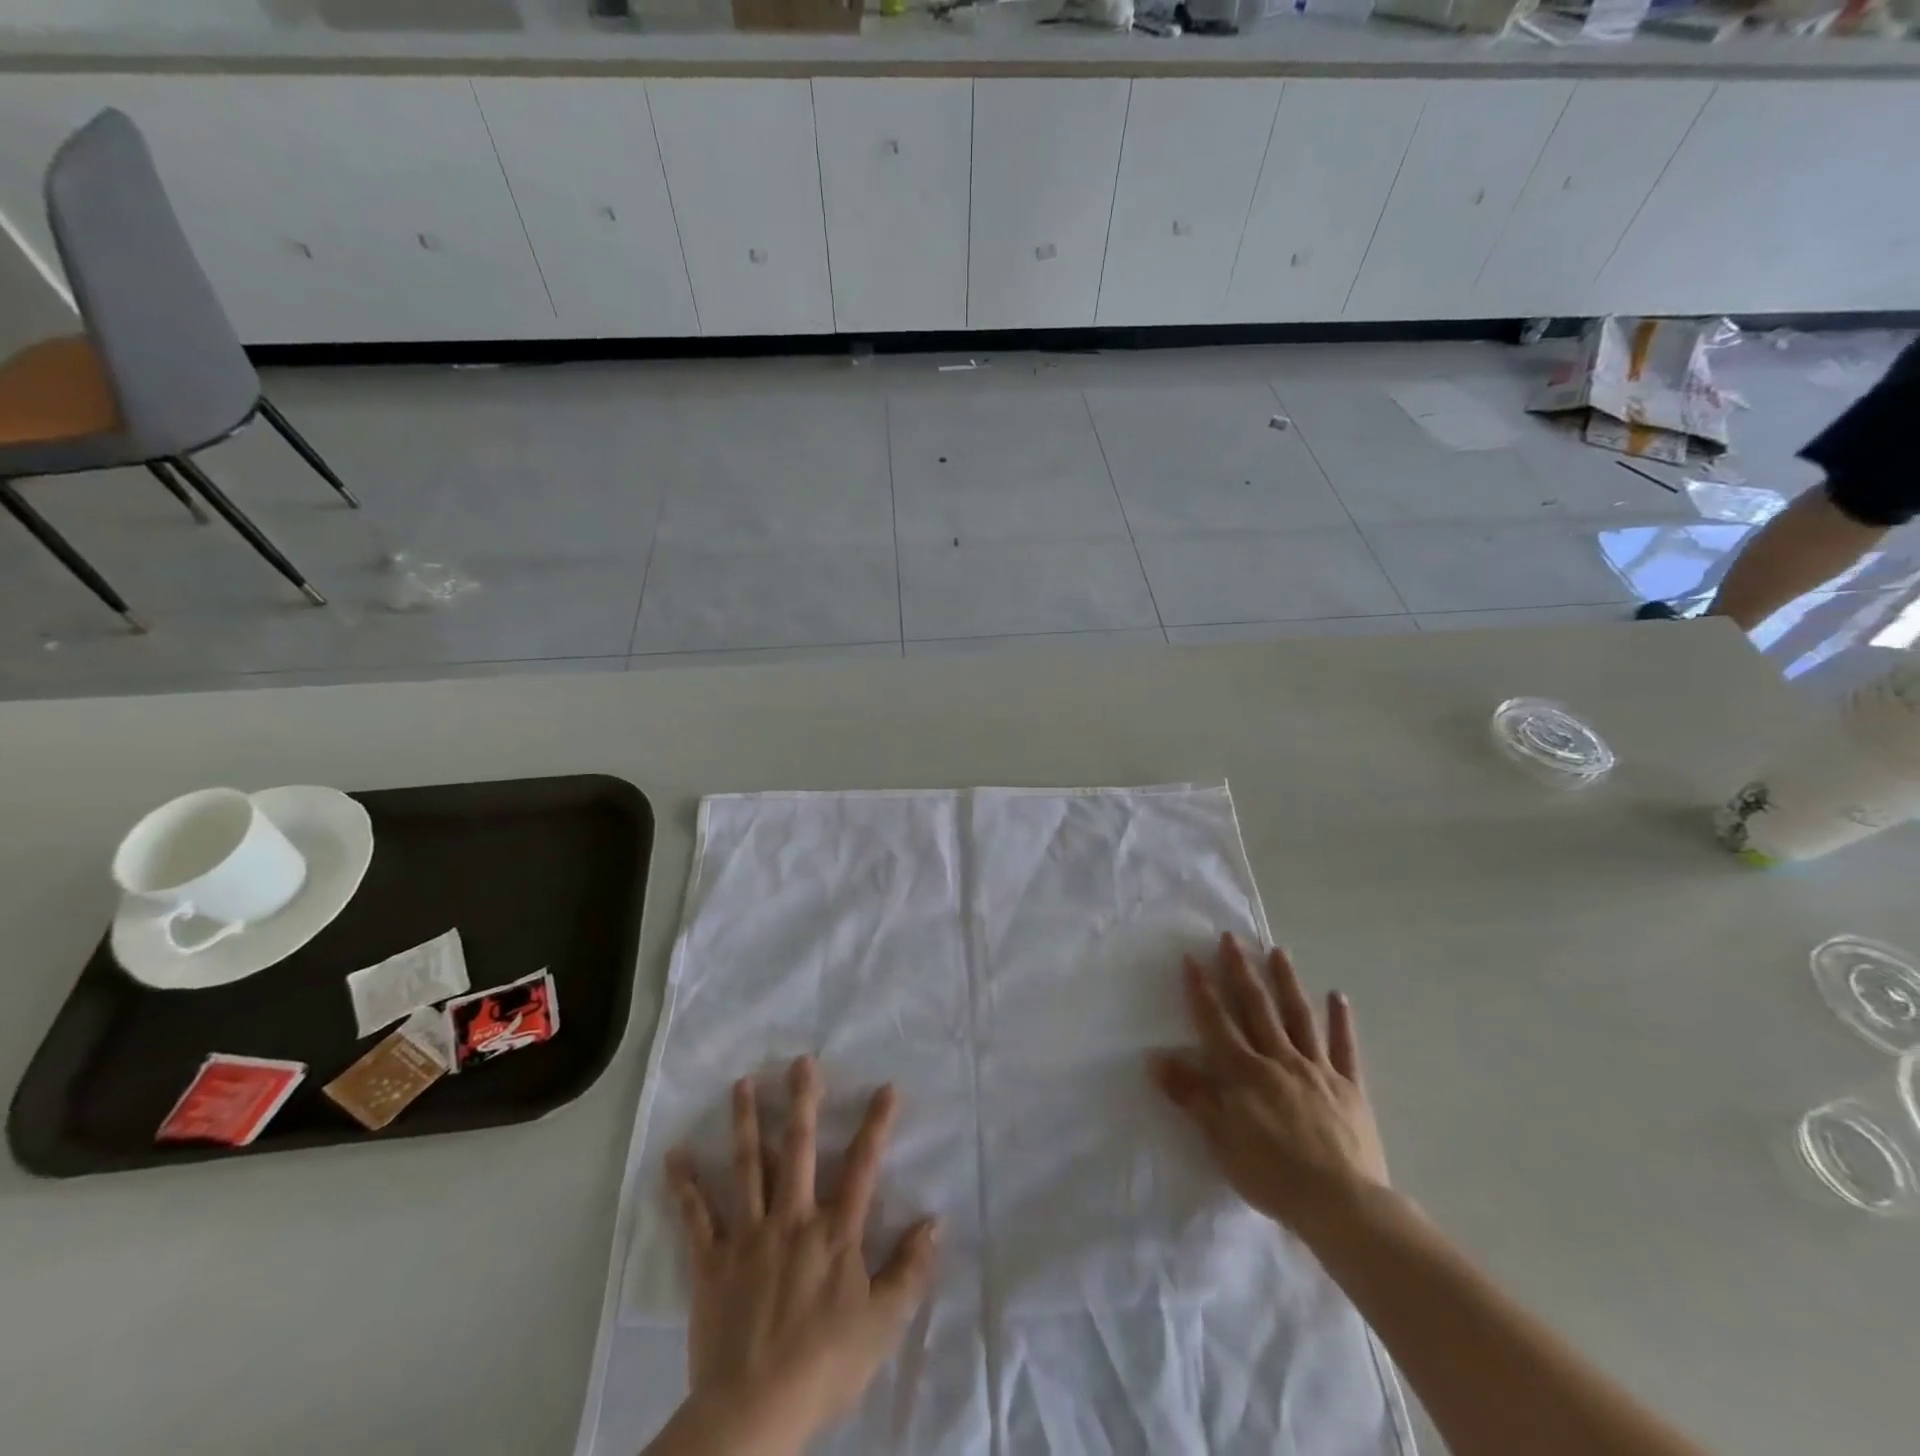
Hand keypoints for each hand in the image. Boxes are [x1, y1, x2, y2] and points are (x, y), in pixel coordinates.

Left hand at [663, 1056, 938, 1455]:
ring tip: (743, 1083)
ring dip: (745, 1123)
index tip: (887, 1087)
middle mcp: (792, 1219)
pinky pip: (696, 1218)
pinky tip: (675, 1156)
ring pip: (747, 1167)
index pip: (862, 1167)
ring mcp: (749, 1236)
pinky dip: (684, 1186)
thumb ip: (909, 1270)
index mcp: (834, 1233)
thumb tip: (934, 1222)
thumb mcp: (882, 1324)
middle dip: (802, 1101)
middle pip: (798, 1150)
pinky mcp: (712, 1262)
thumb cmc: (824, 1366)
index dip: (876, 1125)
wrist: (754, 1413)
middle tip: (801, 1061)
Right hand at [1149, 933, 1388, 1242]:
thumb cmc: (1272, 1174)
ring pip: (1299, 1017)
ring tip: (1278, 951)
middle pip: (1256, 1008)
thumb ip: (1191, 1095)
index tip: (1191, 958)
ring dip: (1286, 982)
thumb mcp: (1220, 1138)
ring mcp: (1317, 1070)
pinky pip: (1344, 1048)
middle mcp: (1279, 1060)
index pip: (1216, 1022)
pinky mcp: (1349, 1088)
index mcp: (1244, 1072)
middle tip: (1232, 938)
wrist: (1342, 1205)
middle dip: (1241, 971)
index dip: (1202, 989)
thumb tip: (1155, 1059)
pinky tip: (1338, 996)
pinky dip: (1341, 1021)